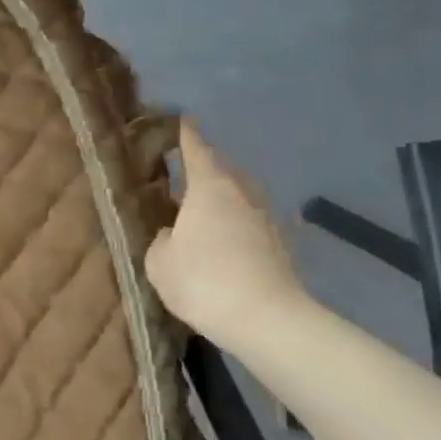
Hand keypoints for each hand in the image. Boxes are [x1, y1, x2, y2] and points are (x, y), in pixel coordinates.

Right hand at [144, 121, 310, 346]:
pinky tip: (223, 242)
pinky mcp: (281, 243)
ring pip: (240, 195)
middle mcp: (241, 192)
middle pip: (222, 169)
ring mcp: (266, 217)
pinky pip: (251, 221)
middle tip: (181, 173)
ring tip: (201, 210)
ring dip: (222, 197)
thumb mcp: (159, 261)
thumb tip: (175, 233)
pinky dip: (236, 224)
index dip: (186, 134)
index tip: (181, 120)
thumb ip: (163, 238)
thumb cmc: (202, 281)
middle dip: (204, 167)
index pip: (196, 148)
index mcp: (209, 187)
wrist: (266, 319)